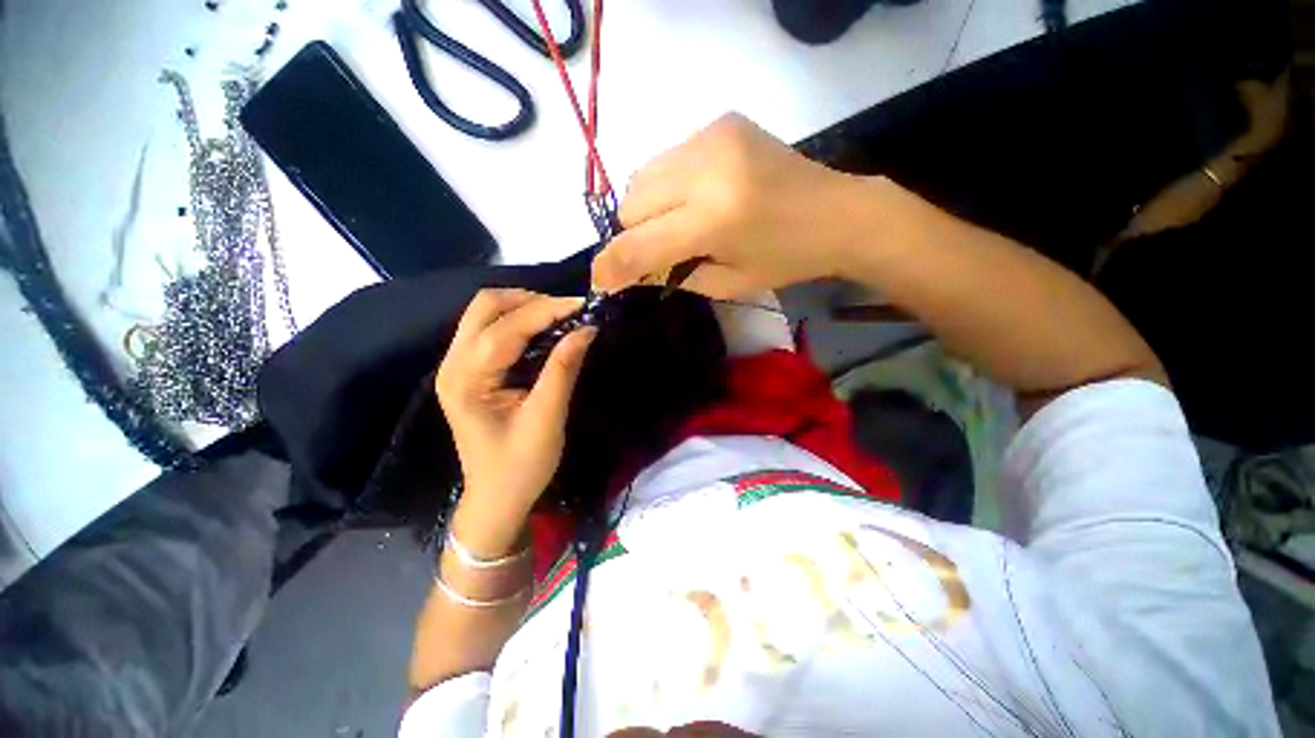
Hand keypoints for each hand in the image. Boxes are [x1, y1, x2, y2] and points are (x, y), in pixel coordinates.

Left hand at [435, 289, 595, 552]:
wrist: (495, 499)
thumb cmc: (520, 467)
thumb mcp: (547, 419)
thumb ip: (563, 370)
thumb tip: (586, 329)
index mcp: (467, 380)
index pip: (506, 328)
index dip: (547, 311)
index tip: (583, 305)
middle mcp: (453, 365)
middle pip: (485, 306)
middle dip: (530, 301)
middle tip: (569, 312)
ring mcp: (457, 366)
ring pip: (486, 313)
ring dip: (525, 308)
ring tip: (561, 318)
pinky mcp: (469, 370)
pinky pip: (490, 329)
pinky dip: (519, 321)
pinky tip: (544, 331)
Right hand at [593, 114, 866, 298]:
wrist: (839, 212)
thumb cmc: (786, 260)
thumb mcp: (727, 284)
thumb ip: (674, 274)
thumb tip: (632, 269)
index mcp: (715, 218)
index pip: (639, 243)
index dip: (611, 267)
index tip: (599, 282)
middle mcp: (707, 167)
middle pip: (631, 203)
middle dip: (632, 234)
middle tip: (653, 252)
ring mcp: (713, 135)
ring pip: (642, 176)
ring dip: (645, 209)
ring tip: (673, 225)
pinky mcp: (720, 122)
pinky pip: (667, 160)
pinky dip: (666, 186)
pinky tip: (692, 199)